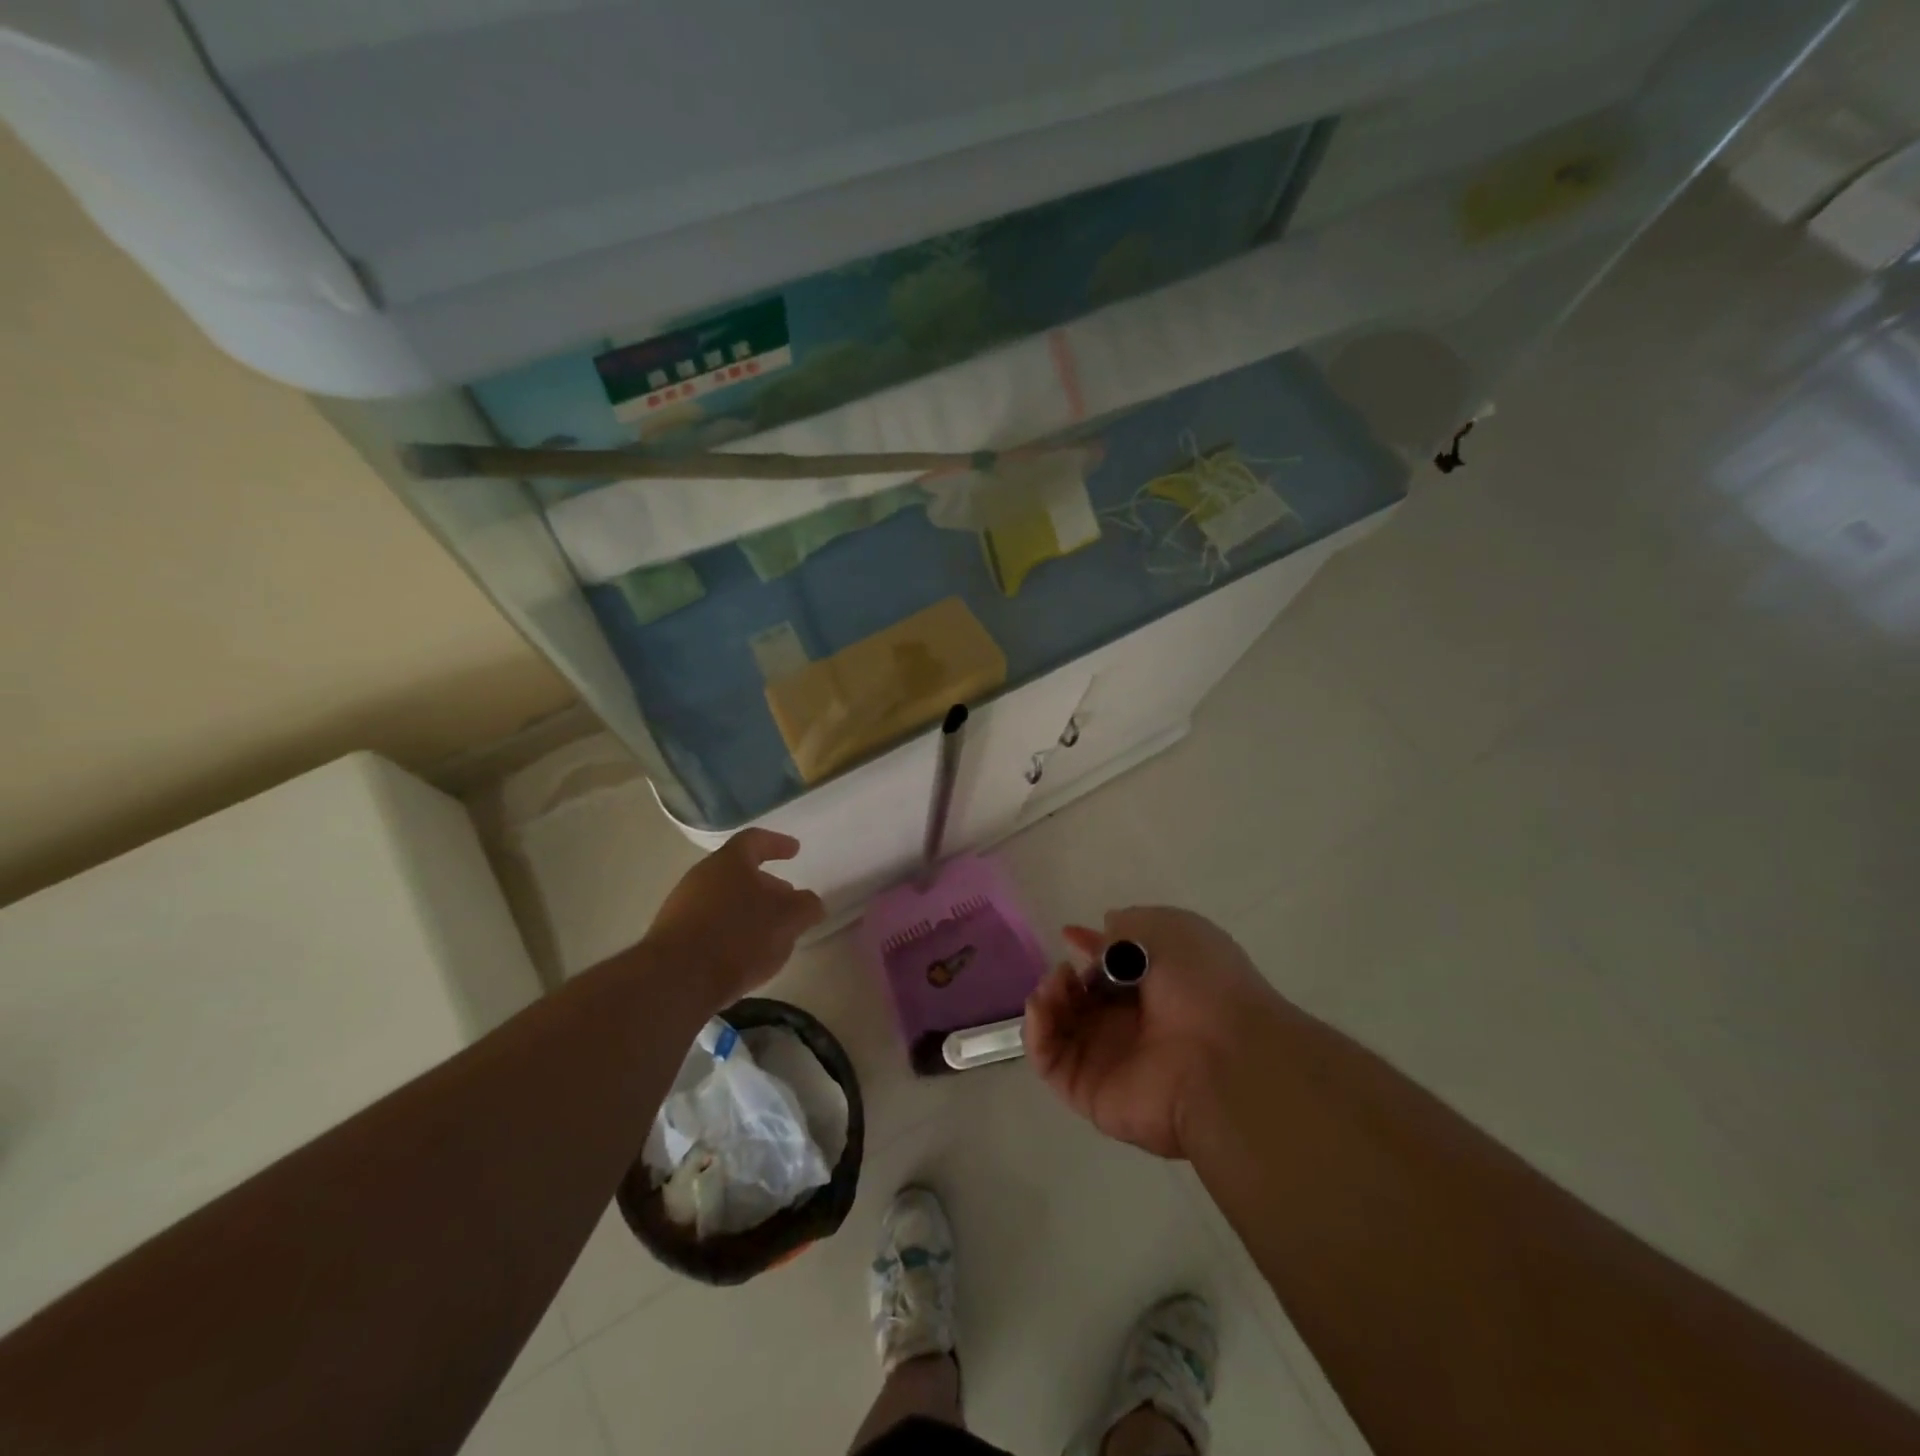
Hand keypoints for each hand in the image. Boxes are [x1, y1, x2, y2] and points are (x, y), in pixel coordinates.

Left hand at [641, 829, 824, 1008]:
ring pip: (723, 899)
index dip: (777, 844)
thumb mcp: (787, 919)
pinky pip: (709, 925)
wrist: (676, 980)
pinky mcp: (672, 937)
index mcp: (729, 862)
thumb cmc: (738, 936)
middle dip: (765, 884)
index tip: (795, 850)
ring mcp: (682, 906)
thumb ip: (806, 907)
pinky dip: (730, 932)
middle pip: (738, 872)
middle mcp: (701, 876)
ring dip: (747, 910)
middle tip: (786, 898)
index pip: (755, 840)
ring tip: (768, 933)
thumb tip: (810, 903)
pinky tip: (742, 954)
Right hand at [1023, 906, 1282, 1159]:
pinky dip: (1035, 1031)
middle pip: (1081, 999)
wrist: (1225, 1058)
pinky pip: (1049, 1061)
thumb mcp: (1169, 929)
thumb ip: (1128, 927)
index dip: (1089, 949)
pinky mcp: (1088, 1091)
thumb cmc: (1202, 984)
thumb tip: (1106, 928)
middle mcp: (1132, 1025)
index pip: (1111, 970)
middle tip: (1066, 970)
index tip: (1069, 933)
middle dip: (1064, 976)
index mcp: (1157, 990)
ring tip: (1057, 984)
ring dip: (1047, 998)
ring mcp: (1109, 1060)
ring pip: (1059, 1027)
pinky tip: (1043, 1006)